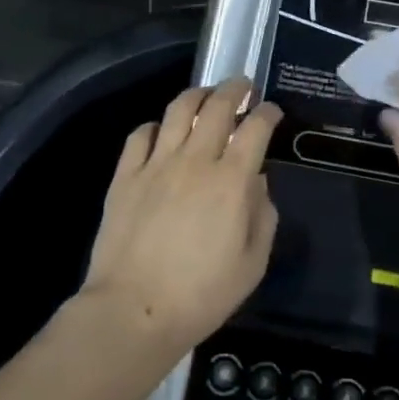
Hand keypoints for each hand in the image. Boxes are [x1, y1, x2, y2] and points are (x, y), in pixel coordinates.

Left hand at [82, 78, 280, 355]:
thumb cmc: (201, 295)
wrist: (133, 312)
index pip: (255, 128)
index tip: (272, 111)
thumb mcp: (252, 264)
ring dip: (197, 94)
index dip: (268, 113)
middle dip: (235, 89)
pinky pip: (141, 134)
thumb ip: (262, 216)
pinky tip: (163, 132)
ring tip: (206, 96)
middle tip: (243, 87)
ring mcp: (157, 164)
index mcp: (231, 181)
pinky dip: (156, 125)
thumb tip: (257, 183)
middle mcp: (195, 160)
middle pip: (217, 106)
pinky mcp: (126, 175)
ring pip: (178, 109)